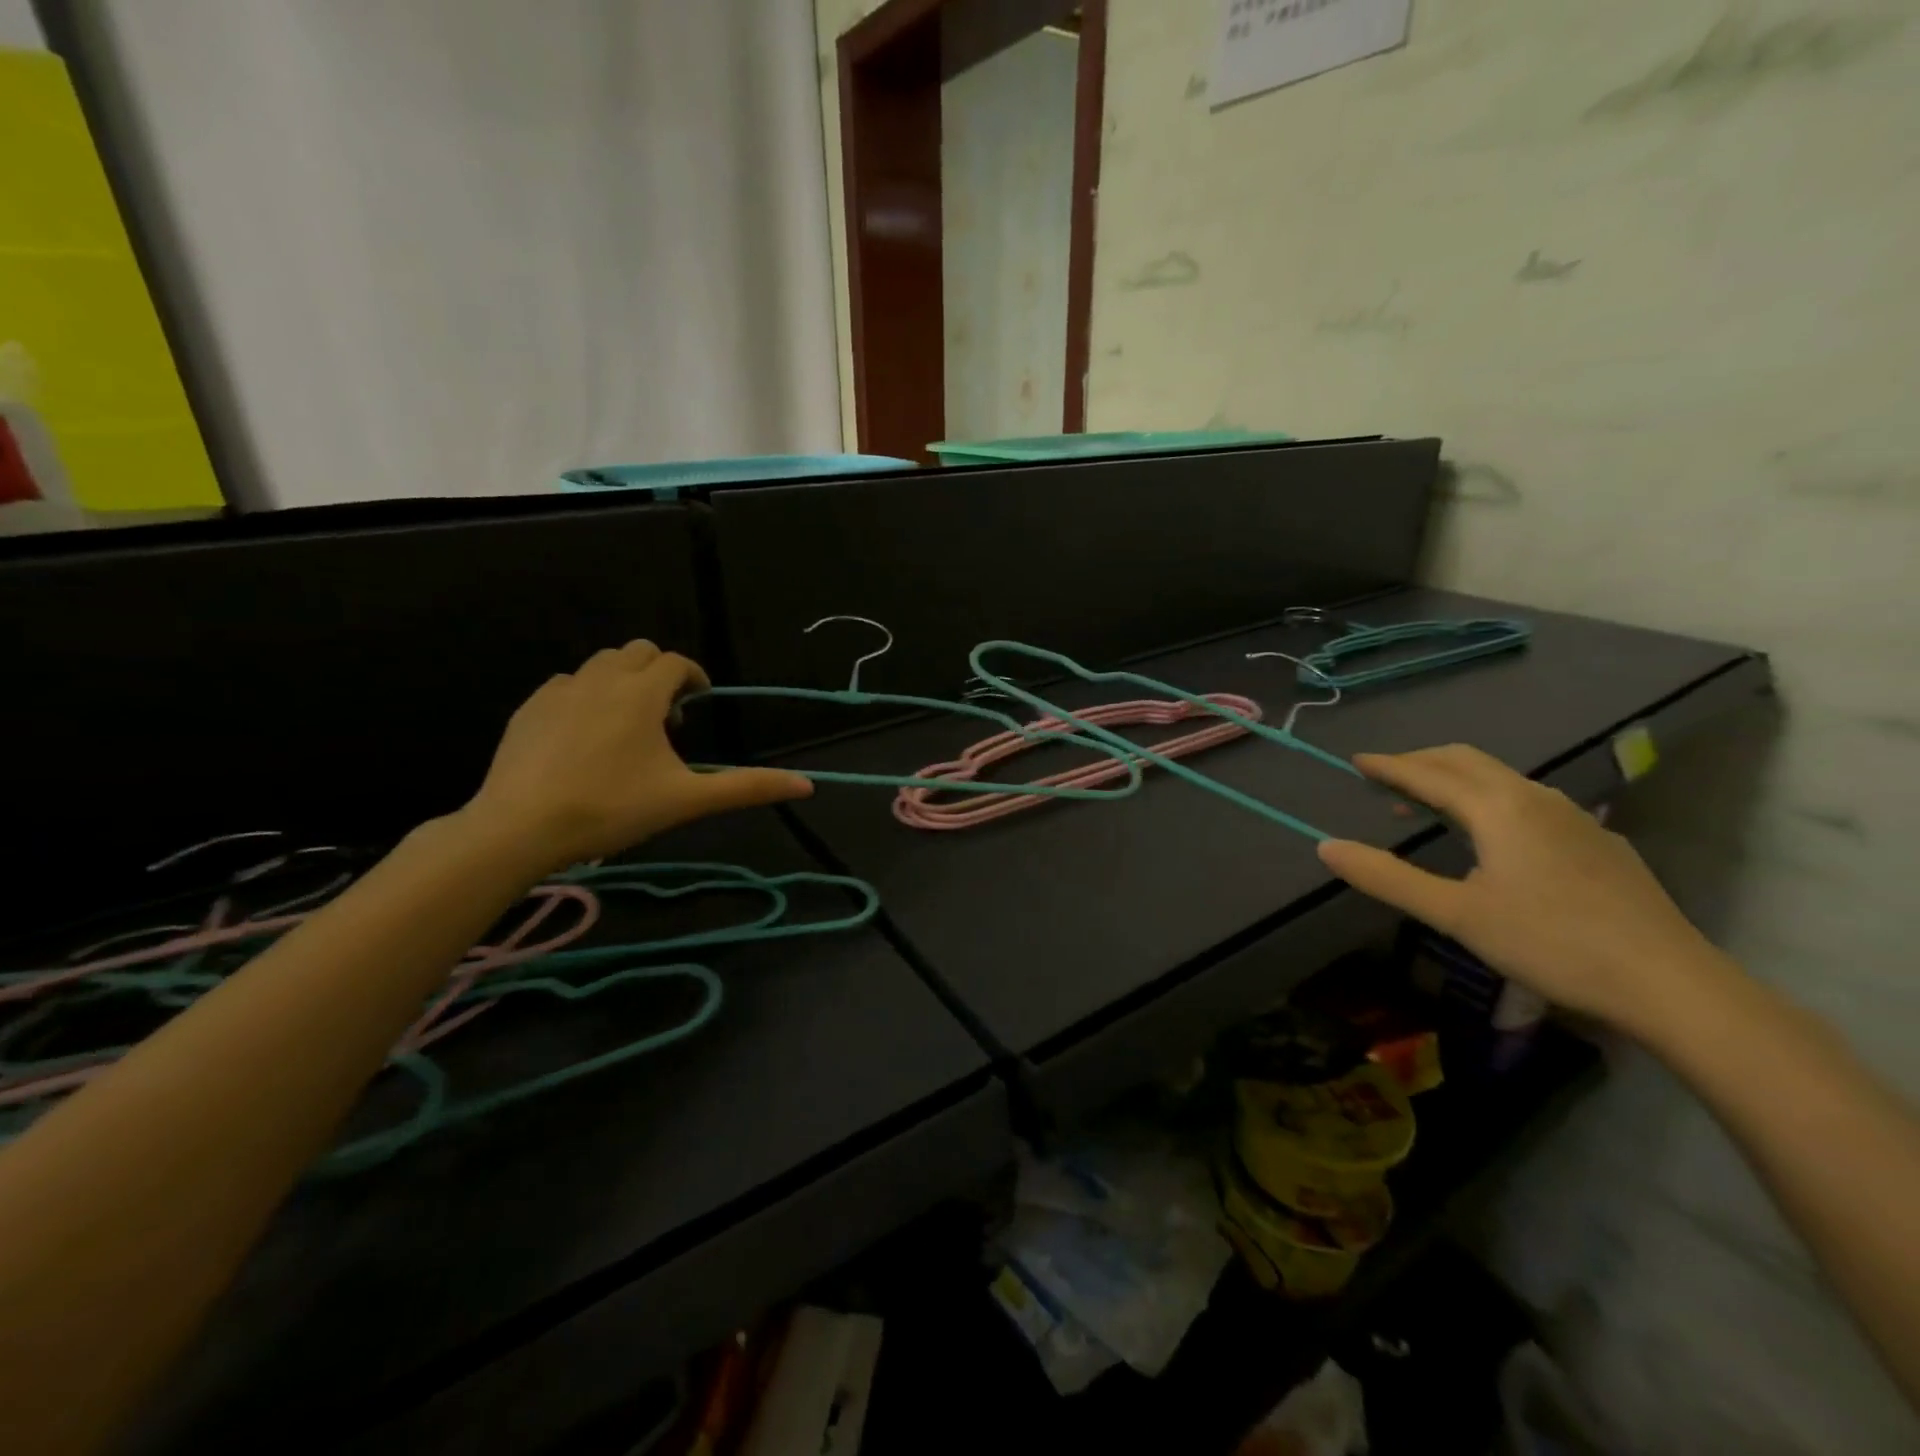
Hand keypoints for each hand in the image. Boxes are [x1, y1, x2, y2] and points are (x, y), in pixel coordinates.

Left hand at [460, 641, 810, 873]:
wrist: (518, 829)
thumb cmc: (612, 809)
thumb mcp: (686, 800)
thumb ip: (747, 787)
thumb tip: (807, 785)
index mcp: (641, 693)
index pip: (676, 662)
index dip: (694, 678)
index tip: (698, 706)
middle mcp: (601, 679)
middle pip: (638, 652)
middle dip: (659, 675)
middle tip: (666, 720)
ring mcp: (559, 691)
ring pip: (600, 665)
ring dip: (623, 682)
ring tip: (627, 728)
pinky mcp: (528, 708)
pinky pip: (567, 685)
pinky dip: (586, 697)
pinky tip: (585, 738)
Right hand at [1316, 744, 1723, 1031]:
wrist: (1671, 984)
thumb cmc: (1551, 943)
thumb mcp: (1456, 915)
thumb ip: (1387, 878)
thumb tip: (1326, 847)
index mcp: (1499, 808)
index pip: (1429, 773)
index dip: (1389, 766)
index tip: (1356, 761)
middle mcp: (1537, 798)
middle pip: (1468, 761)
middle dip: (1422, 762)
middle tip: (1386, 776)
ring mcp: (1576, 818)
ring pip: (1503, 779)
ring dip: (1457, 781)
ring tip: (1429, 806)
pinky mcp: (1600, 843)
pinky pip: (1531, 802)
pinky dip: (1492, 800)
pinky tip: (1494, 836)